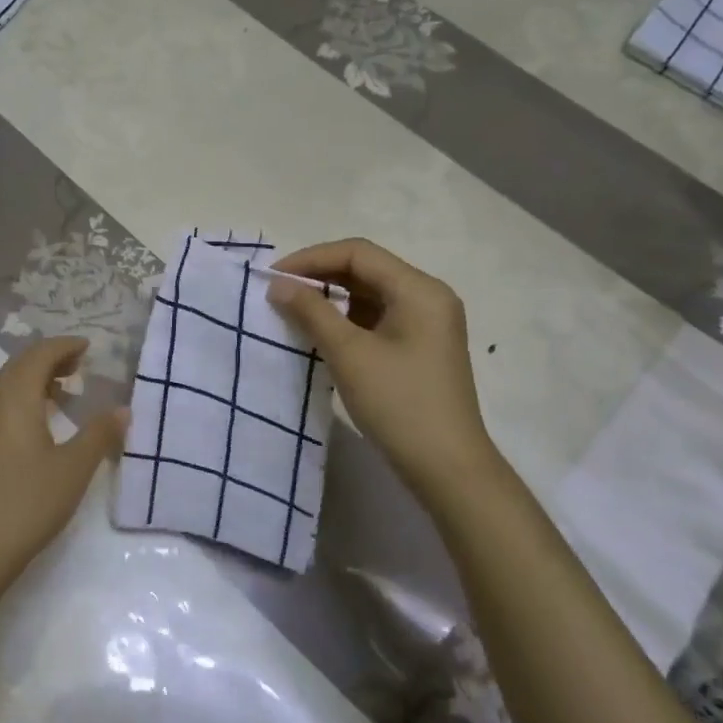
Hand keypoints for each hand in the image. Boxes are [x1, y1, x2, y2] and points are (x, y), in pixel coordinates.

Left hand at [0, 337, 127, 613]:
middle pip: (18, 366)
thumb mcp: (74, 468)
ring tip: (63, 393)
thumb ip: (100, 434)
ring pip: (5, 386)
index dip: (64, 346)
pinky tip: (36, 425)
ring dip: (33, 380)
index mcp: (13, 399)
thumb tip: (122, 410)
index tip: (88, 348)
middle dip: (49, 359)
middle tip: (79, 366)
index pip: (38, 355)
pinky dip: (20, 400)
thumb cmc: (29, 503)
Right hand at [265, 238, 499, 500]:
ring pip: (370, 294)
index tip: (274, 277)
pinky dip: (347, 320)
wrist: (448, 469)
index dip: (312, 259)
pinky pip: (377, 318)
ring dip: (331, 299)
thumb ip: (312, 312)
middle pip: (366, 270)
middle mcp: (428, 297)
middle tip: (279, 293)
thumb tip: (279, 284)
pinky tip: (321, 334)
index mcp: (419, 289)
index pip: (358, 253)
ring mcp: (427, 323)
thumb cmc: (399, 404)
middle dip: (320, 277)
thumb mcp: (349, 354)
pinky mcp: (420, 347)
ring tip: (294, 312)